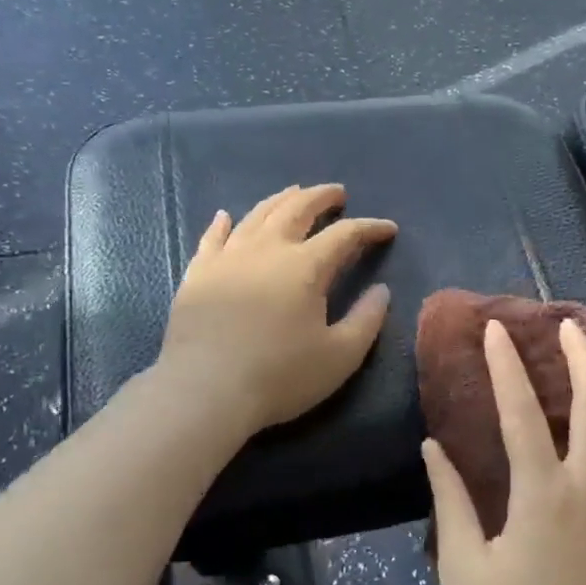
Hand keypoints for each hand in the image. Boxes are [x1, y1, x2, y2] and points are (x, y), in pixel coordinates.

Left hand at [159, 184, 396, 435]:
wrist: (206, 391)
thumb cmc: (280, 375)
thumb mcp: (340, 356)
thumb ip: (366, 319)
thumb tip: (382, 290)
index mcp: (305, 266)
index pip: (345, 235)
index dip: (369, 228)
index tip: (387, 230)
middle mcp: (267, 249)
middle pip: (297, 209)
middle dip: (321, 198)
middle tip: (337, 193)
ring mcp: (227, 258)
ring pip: (257, 215)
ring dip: (280, 200)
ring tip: (293, 193)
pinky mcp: (198, 274)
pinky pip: (212, 238)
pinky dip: (223, 223)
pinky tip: (226, 215)